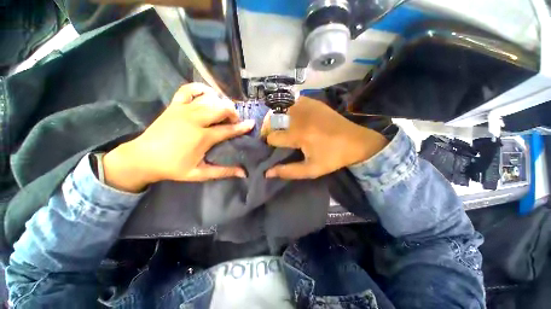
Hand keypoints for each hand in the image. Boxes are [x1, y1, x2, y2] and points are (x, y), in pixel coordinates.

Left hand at [102, 83, 254, 191]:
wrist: (142, 158)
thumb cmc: (172, 167)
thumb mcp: (199, 174)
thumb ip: (223, 171)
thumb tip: (243, 173)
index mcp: (202, 137)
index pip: (228, 129)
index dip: (242, 127)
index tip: (251, 123)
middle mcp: (195, 119)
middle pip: (221, 108)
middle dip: (232, 113)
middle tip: (233, 122)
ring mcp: (183, 109)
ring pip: (210, 98)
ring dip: (221, 103)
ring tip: (223, 112)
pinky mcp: (174, 105)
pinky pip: (189, 89)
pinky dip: (201, 88)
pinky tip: (208, 95)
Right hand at [262, 96, 388, 178]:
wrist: (357, 141)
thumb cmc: (333, 157)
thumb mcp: (311, 170)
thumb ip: (288, 171)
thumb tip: (267, 173)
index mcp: (298, 134)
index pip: (272, 137)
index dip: (270, 144)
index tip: (276, 147)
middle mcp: (299, 116)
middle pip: (272, 120)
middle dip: (271, 130)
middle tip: (278, 138)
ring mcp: (306, 106)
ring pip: (280, 110)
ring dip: (278, 119)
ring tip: (284, 128)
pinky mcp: (313, 102)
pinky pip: (292, 102)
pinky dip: (289, 110)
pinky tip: (295, 118)